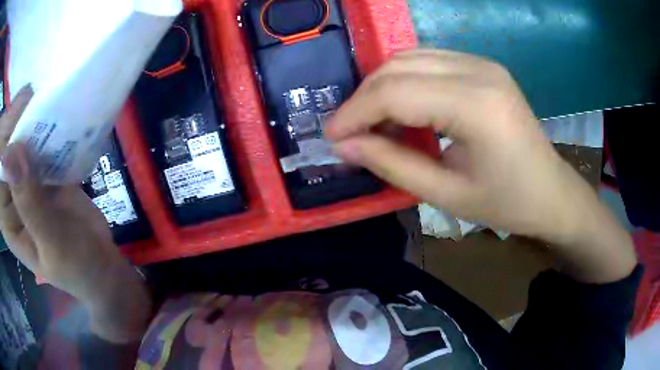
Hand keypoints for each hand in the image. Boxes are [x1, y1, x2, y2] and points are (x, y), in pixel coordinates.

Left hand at [0, 86, 150, 342]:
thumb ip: (28, 203)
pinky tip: (51, 111)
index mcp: (7, 219)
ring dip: (27, 116)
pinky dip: (42, 123)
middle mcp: (11, 194)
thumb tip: (9, 154)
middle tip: (29, 98)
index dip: (2, 143)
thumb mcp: (52, 242)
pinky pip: (37, 140)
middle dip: (13, 122)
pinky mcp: (41, 170)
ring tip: (41, 99)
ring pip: (19, 139)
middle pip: (5, 150)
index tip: (15, 116)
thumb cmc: (76, 265)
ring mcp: (25, 179)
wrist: (101, 263)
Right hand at [326, 50, 635, 282]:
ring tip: (368, 120)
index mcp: (475, 105)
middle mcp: (478, 70)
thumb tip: (344, 146)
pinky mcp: (482, 65)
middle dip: (362, 98)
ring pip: (409, 57)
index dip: (354, 113)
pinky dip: (403, 79)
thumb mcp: (446, 194)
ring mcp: (481, 62)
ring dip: (380, 85)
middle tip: (346, 131)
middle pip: (398, 67)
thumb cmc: (506, 203)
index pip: (395, 92)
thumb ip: (391, 165)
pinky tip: (399, 106)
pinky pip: (427, 60)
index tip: (331, 137)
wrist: (550, 191)